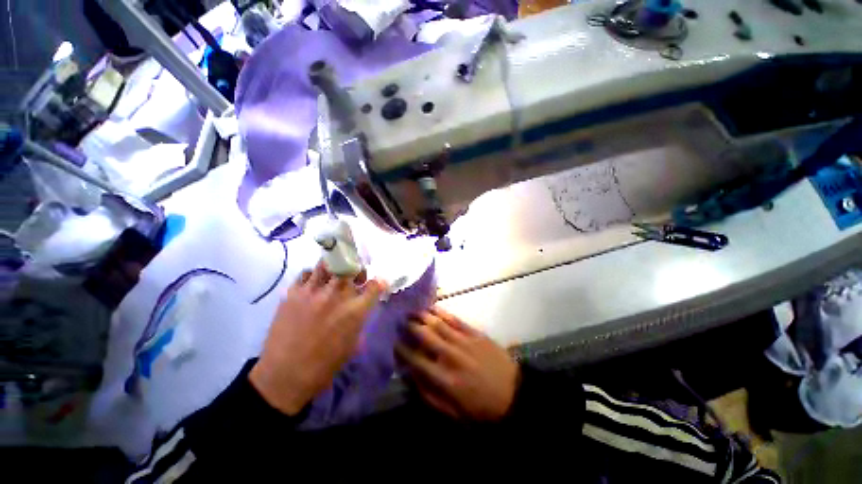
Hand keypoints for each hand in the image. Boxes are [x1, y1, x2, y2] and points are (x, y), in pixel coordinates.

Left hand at [249, 262, 384, 414]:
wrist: (285, 375)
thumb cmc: (325, 364)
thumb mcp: (353, 343)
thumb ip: (360, 318)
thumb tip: (362, 304)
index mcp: (355, 310)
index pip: (375, 285)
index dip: (378, 282)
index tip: (377, 283)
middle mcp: (337, 295)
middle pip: (352, 268)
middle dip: (356, 270)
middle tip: (354, 277)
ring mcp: (314, 291)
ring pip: (328, 264)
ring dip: (334, 268)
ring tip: (333, 276)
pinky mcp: (293, 293)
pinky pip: (306, 273)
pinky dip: (313, 276)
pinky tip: (312, 285)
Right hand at [396, 307, 519, 420]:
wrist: (513, 394)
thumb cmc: (481, 407)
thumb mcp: (453, 412)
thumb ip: (429, 394)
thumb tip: (411, 376)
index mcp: (443, 378)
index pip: (415, 359)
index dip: (401, 350)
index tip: (394, 342)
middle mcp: (449, 355)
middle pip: (424, 335)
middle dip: (409, 326)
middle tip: (401, 321)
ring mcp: (463, 341)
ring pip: (437, 323)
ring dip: (422, 316)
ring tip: (412, 311)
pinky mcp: (474, 333)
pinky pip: (454, 319)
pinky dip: (442, 312)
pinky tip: (433, 308)